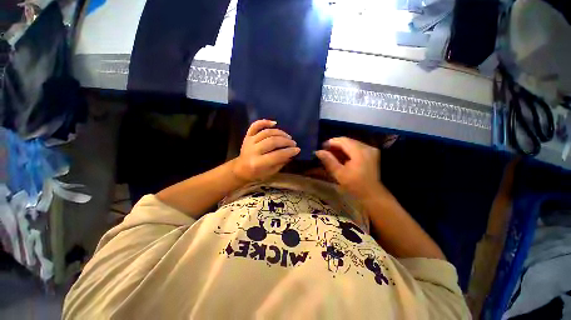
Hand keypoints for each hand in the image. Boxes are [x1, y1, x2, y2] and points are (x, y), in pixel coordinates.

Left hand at [232, 120, 299, 181]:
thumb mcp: (270, 172)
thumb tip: (292, 153)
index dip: (289, 152)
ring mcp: (249, 141)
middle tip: (293, 143)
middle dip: (286, 141)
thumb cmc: (257, 173)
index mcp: (258, 163)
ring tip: (288, 136)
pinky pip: (255, 126)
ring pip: (266, 132)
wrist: (241, 168)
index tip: (297, 150)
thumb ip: (281, 162)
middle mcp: (253, 150)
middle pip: (272, 141)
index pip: (277, 155)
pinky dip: (264, 122)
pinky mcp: (247, 136)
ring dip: (280, 133)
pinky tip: (274, 123)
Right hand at [315, 137, 384, 198]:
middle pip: (348, 141)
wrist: (373, 194)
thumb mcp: (339, 173)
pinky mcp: (372, 154)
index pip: (343, 140)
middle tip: (325, 151)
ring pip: (352, 144)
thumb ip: (329, 160)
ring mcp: (371, 150)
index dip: (331, 142)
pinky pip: (357, 148)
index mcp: (359, 151)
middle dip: (335, 145)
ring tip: (332, 154)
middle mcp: (367, 147)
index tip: (322, 148)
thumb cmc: (355, 185)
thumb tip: (318, 151)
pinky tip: (341, 157)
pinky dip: (348, 150)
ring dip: (341, 147)